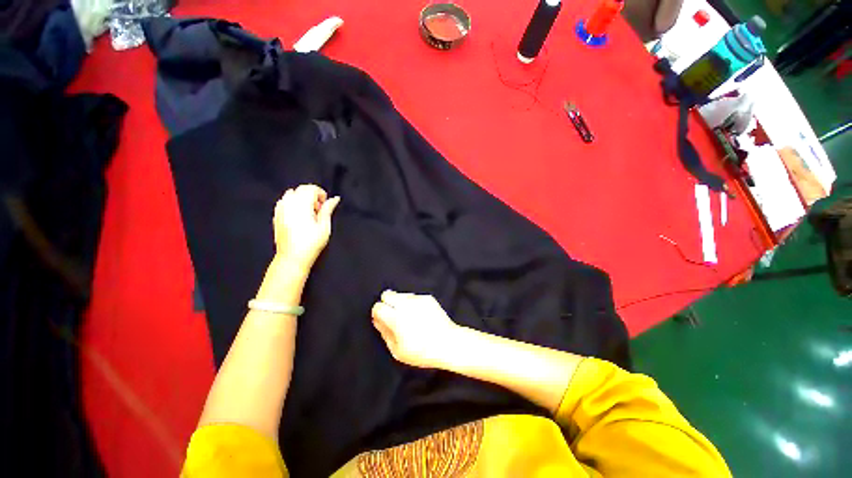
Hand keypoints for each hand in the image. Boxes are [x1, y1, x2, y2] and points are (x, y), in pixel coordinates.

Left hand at [273, 185, 339, 271]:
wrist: (292, 257)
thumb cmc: (311, 243)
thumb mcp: (324, 226)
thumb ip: (328, 209)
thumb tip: (335, 198)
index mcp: (301, 205)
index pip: (310, 188)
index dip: (320, 194)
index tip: (324, 205)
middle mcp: (289, 204)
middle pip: (301, 189)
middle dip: (312, 195)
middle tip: (318, 210)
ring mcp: (280, 209)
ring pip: (291, 194)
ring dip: (301, 198)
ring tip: (308, 213)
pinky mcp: (276, 216)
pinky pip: (283, 201)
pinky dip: (292, 203)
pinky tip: (298, 215)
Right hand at [371, 290, 461, 368]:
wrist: (448, 343)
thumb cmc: (422, 351)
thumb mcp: (397, 351)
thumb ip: (384, 333)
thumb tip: (378, 320)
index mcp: (396, 318)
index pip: (378, 306)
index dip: (377, 312)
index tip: (381, 318)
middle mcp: (405, 304)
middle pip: (387, 294)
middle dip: (387, 302)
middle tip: (392, 314)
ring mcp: (418, 299)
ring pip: (401, 294)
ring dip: (400, 302)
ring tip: (408, 316)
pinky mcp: (428, 298)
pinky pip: (414, 297)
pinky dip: (413, 303)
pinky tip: (419, 315)